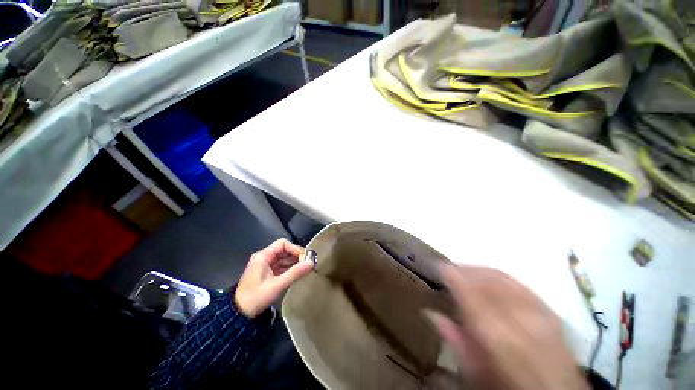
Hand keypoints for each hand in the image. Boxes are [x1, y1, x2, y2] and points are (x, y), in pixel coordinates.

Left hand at [234, 238, 313, 318]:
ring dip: (294, 262)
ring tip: (306, 269)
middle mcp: (264, 258)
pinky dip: (290, 268)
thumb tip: (312, 263)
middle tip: (308, 263)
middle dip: (296, 256)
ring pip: (284, 258)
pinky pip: (281, 266)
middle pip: (284, 250)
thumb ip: (295, 272)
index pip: (283, 244)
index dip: (295, 248)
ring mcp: (265, 266)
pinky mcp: (267, 273)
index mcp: (263, 256)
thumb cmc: (257, 297)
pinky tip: (298, 273)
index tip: (305, 257)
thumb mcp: (277, 285)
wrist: (240, 315)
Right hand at [427, 264, 587, 389]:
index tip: (439, 266)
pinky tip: (489, 276)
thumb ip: (454, 341)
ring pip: (505, 279)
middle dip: (466, 270)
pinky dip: (500, 276)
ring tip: (464, 269)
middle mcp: (524, 323)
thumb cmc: (508, 387)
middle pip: (490, 283)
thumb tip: (429, 312)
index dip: (455, 278)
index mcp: (502, 341)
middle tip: (449, 266)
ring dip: (481, 270)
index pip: (473, 299)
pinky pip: (521, 284)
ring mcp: (543, 315)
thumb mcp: (476, 373)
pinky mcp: (552, 312)